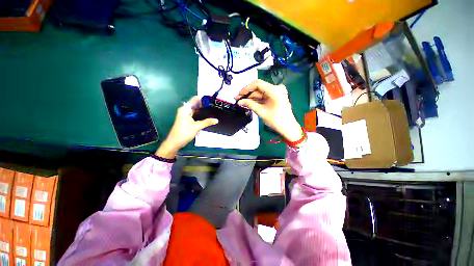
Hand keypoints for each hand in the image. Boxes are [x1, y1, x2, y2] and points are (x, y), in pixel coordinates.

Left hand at [156, 96, 217, 158]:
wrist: (175, 142)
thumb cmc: (184, 133)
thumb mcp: (197, 127)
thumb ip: (207, 122)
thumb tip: (217, 120)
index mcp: (185, 109)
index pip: (195, 99)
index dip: (203, 99)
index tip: (212, 99)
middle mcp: (185, 110)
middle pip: (196, 104)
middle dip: (204, 105)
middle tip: (214, 106)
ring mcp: (186, 115)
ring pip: (196, 110)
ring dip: (203, 110)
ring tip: (213, 110)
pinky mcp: (187, 120)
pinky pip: (195, 115)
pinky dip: (200, 115)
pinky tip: (207, 117)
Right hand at [235, 80, 302, 142]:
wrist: (288, 128)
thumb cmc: (276, 120)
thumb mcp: (261, 111)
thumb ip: (249, 104)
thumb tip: (239, 102)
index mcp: (275, 90)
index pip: (257, 84)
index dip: (246, 88)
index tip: (239, 94)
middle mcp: (277, 88)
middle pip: (259, 88)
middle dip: (248, 94)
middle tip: (238, 98)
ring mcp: (277, 93)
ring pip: (260, 93)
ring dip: (251, 97)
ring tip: (241, 101)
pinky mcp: (276, 97)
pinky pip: (264, 96)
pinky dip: (257, 100)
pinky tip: (248, 102)